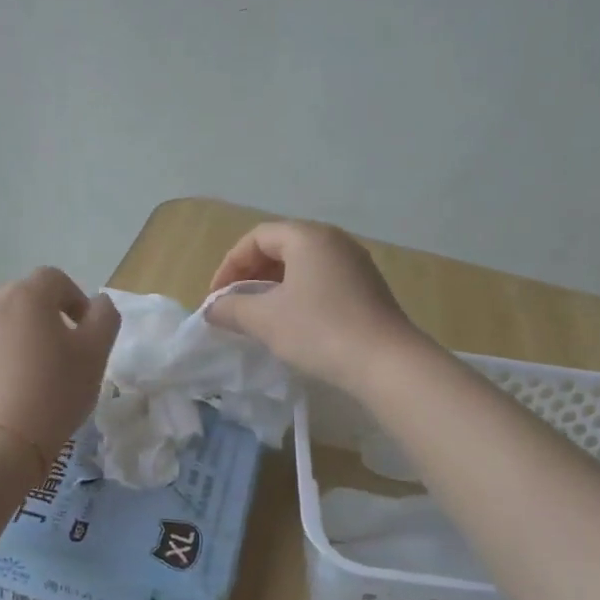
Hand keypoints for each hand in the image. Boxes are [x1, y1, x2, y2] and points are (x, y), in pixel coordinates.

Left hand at [0, 267, 120, 466]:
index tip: (83, 332)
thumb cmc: (54, 393)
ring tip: (27, 377)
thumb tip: (96, 303)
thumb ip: (104, 317)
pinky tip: (2, 395)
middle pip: (22, 301)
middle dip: (42, 320)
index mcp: (26, 296)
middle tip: (58, 357)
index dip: (74, 299)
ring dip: (14, 340)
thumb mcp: (96, 353)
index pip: (54, 279)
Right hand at [204, 221, 424, 392]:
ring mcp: (355, 263)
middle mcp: (333, 240)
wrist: (387, 363)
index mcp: (307, 236)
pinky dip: (299, 294)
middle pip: (280, 246)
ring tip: (260, 316)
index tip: (217, 298)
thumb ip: (231, 308)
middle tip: (235, 305)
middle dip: (251, 274)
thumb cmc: (319, 331)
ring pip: (302, 265)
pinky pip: (323, 280)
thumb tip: (212, 308)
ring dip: (274, 286)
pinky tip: (293, 323)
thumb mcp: (265, 319)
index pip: (256, 238)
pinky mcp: (368, 287)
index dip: (230, 266)